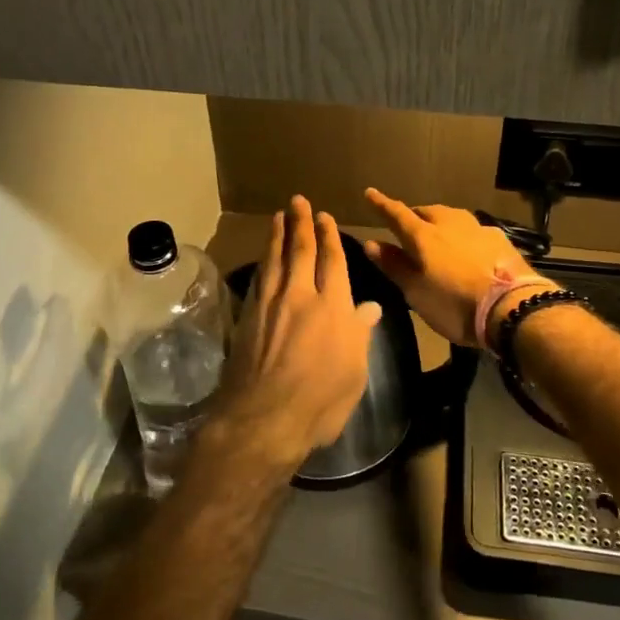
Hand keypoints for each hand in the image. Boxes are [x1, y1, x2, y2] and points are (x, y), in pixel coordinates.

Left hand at [213, 197, 381, 472]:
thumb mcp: (354, 372)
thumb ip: (360, 334)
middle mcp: (300, 296)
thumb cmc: (319, 401)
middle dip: (301, 223)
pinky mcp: (248, 316)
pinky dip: (263, 261)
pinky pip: (259, 277)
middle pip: (301, 251)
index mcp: (333, 307)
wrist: (263, 419)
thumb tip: (371, 307)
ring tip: (278, 216)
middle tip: (298, 201)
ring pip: (275, 259)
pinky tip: (264, 255)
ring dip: (278, 234)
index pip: (332, 261)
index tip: (326, 217)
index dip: (329, 237)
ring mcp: (270, 304)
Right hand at [361, 188, 545, 347]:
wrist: (512, 308)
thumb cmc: (454, 305)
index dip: (382, 204)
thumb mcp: (416, 292)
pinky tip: (469, 246)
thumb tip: (371, 243)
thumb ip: (394, 266)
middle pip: (427, 211)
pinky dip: (464, 235)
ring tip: (438, 233)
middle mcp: (449, 223)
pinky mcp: (500, 239)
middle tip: (408, 227)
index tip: (370, 193)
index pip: (397, 214)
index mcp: (424, 236)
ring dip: (441, 221)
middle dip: (414, 215)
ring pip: (452, 216)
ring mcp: (478, 228)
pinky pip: (474, 230)